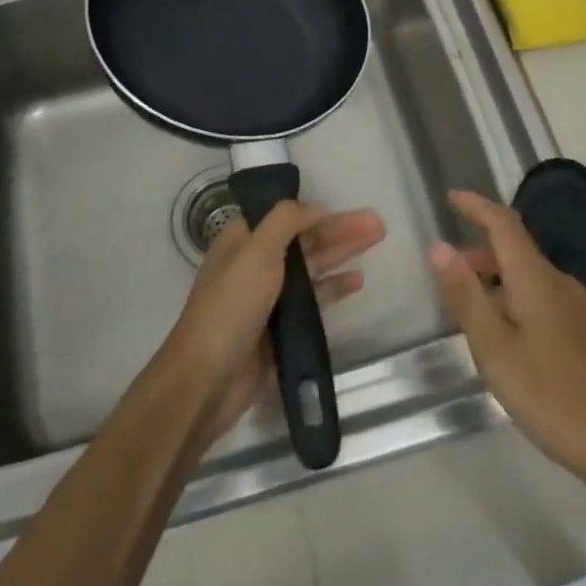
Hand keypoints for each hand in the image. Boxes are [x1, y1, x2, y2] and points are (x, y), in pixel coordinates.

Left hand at [159, 199, 383, 451]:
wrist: (208, 379)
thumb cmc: (230, 307)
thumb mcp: (255, 252)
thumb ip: (285, 222)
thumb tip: (316, 207)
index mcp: (243, 240)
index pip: (284, 215)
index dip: (314, 210)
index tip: (345, 206)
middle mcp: (256, 263)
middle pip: (304, 239)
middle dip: (339, 229)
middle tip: (378, 223)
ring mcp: (269, 296)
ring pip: (313, 266)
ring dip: (343, 252)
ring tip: (377, 241)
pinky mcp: (281, 326)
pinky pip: (314, 299)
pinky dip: (334, 288)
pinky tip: (357, 281)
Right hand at [431, 190, 585, 501]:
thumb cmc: (553, 396)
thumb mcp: (495, 349)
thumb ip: (466, 295)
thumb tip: (439, 246)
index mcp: (536, 278)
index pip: (504, 223)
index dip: (476, 206)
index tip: (450, 197)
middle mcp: (561, 283)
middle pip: (516, 250)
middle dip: (480, 251)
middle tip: (448, 272)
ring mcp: (580, 309)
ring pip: (530, 277)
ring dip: (497, 279)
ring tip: (470, 309)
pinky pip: (543, 299)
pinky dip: (515, 300)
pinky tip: (507, 337)